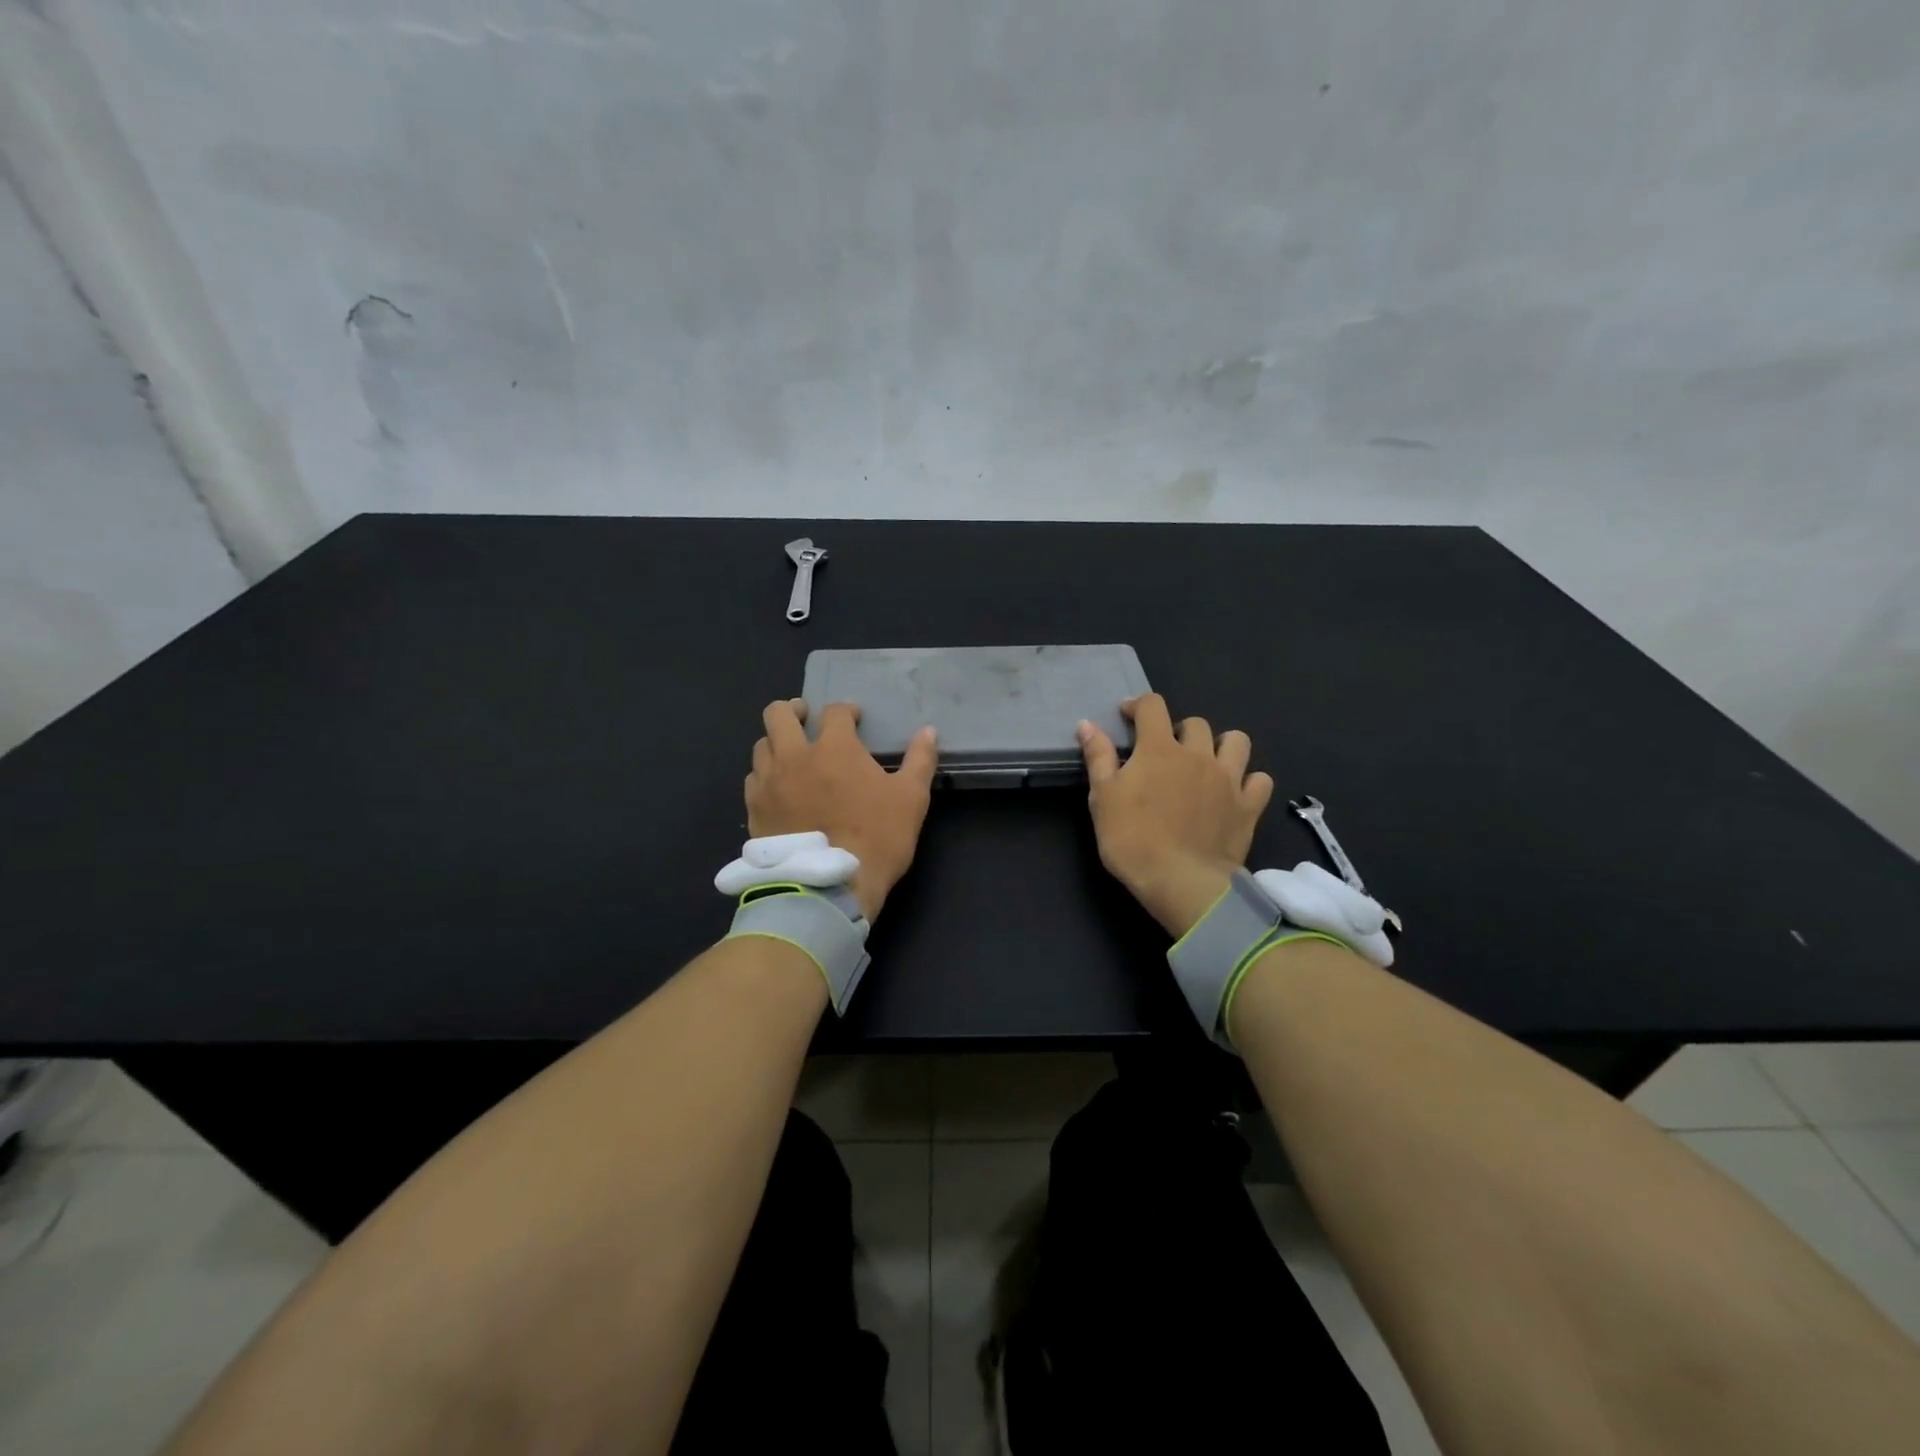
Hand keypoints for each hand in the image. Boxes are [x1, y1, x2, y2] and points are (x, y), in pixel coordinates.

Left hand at [746, 700, 937, 921]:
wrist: (828, 886)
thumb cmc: (876, 837)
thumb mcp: (911, 798)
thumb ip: (920, 760)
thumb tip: (929, 731)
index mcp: (834, 747)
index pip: (835, 712)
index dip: (846, 711)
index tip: (855, 719)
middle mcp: (794, 755)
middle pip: (779, 714)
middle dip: (794, 710)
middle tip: (807, 719)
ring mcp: (769, 782)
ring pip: (762, 745)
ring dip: (777, 742)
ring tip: (791, 755)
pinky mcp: (754, 809)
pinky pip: (753, 779)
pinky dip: (765, 775)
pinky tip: (778, 788)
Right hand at [1077, 694, 1274, 936]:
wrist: (1180, 881)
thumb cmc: (1132, 839)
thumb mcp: (1102, 797)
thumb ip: (1098, 757)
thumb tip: (1087, 724)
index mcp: (1159, 749)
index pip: (1152, 706)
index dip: (1139, 705)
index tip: (1128, 716)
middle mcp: (1198, 755)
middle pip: (1196, 723)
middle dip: (1178, 729)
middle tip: (1165, 751)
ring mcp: (1228, 779)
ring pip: (1237, 742)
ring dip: (1221, 745)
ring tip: (1207, 762)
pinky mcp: (1249, 806)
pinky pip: (1260, 780)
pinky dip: (1249, 780)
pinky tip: (1235, 791)